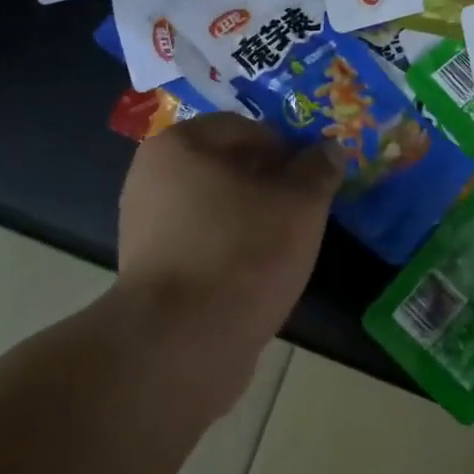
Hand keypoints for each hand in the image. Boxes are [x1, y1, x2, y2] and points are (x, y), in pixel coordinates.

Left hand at [116, 115, 339, 397]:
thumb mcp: (299, 204)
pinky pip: (201, 241)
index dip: (286, 148)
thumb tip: (330, 149)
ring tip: (284, 244)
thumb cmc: (242, 253)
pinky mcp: (148, 269)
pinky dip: (229, 247)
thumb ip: (318, 169)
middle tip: (303, 209)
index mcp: (178, 145)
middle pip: (226, 166)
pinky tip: (255, 272)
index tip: (312, 178)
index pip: (244, 128)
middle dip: (268, 182)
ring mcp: (143, 225)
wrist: (182, 345)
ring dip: (251, 216)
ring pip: (215, 206)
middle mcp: (151, 176)